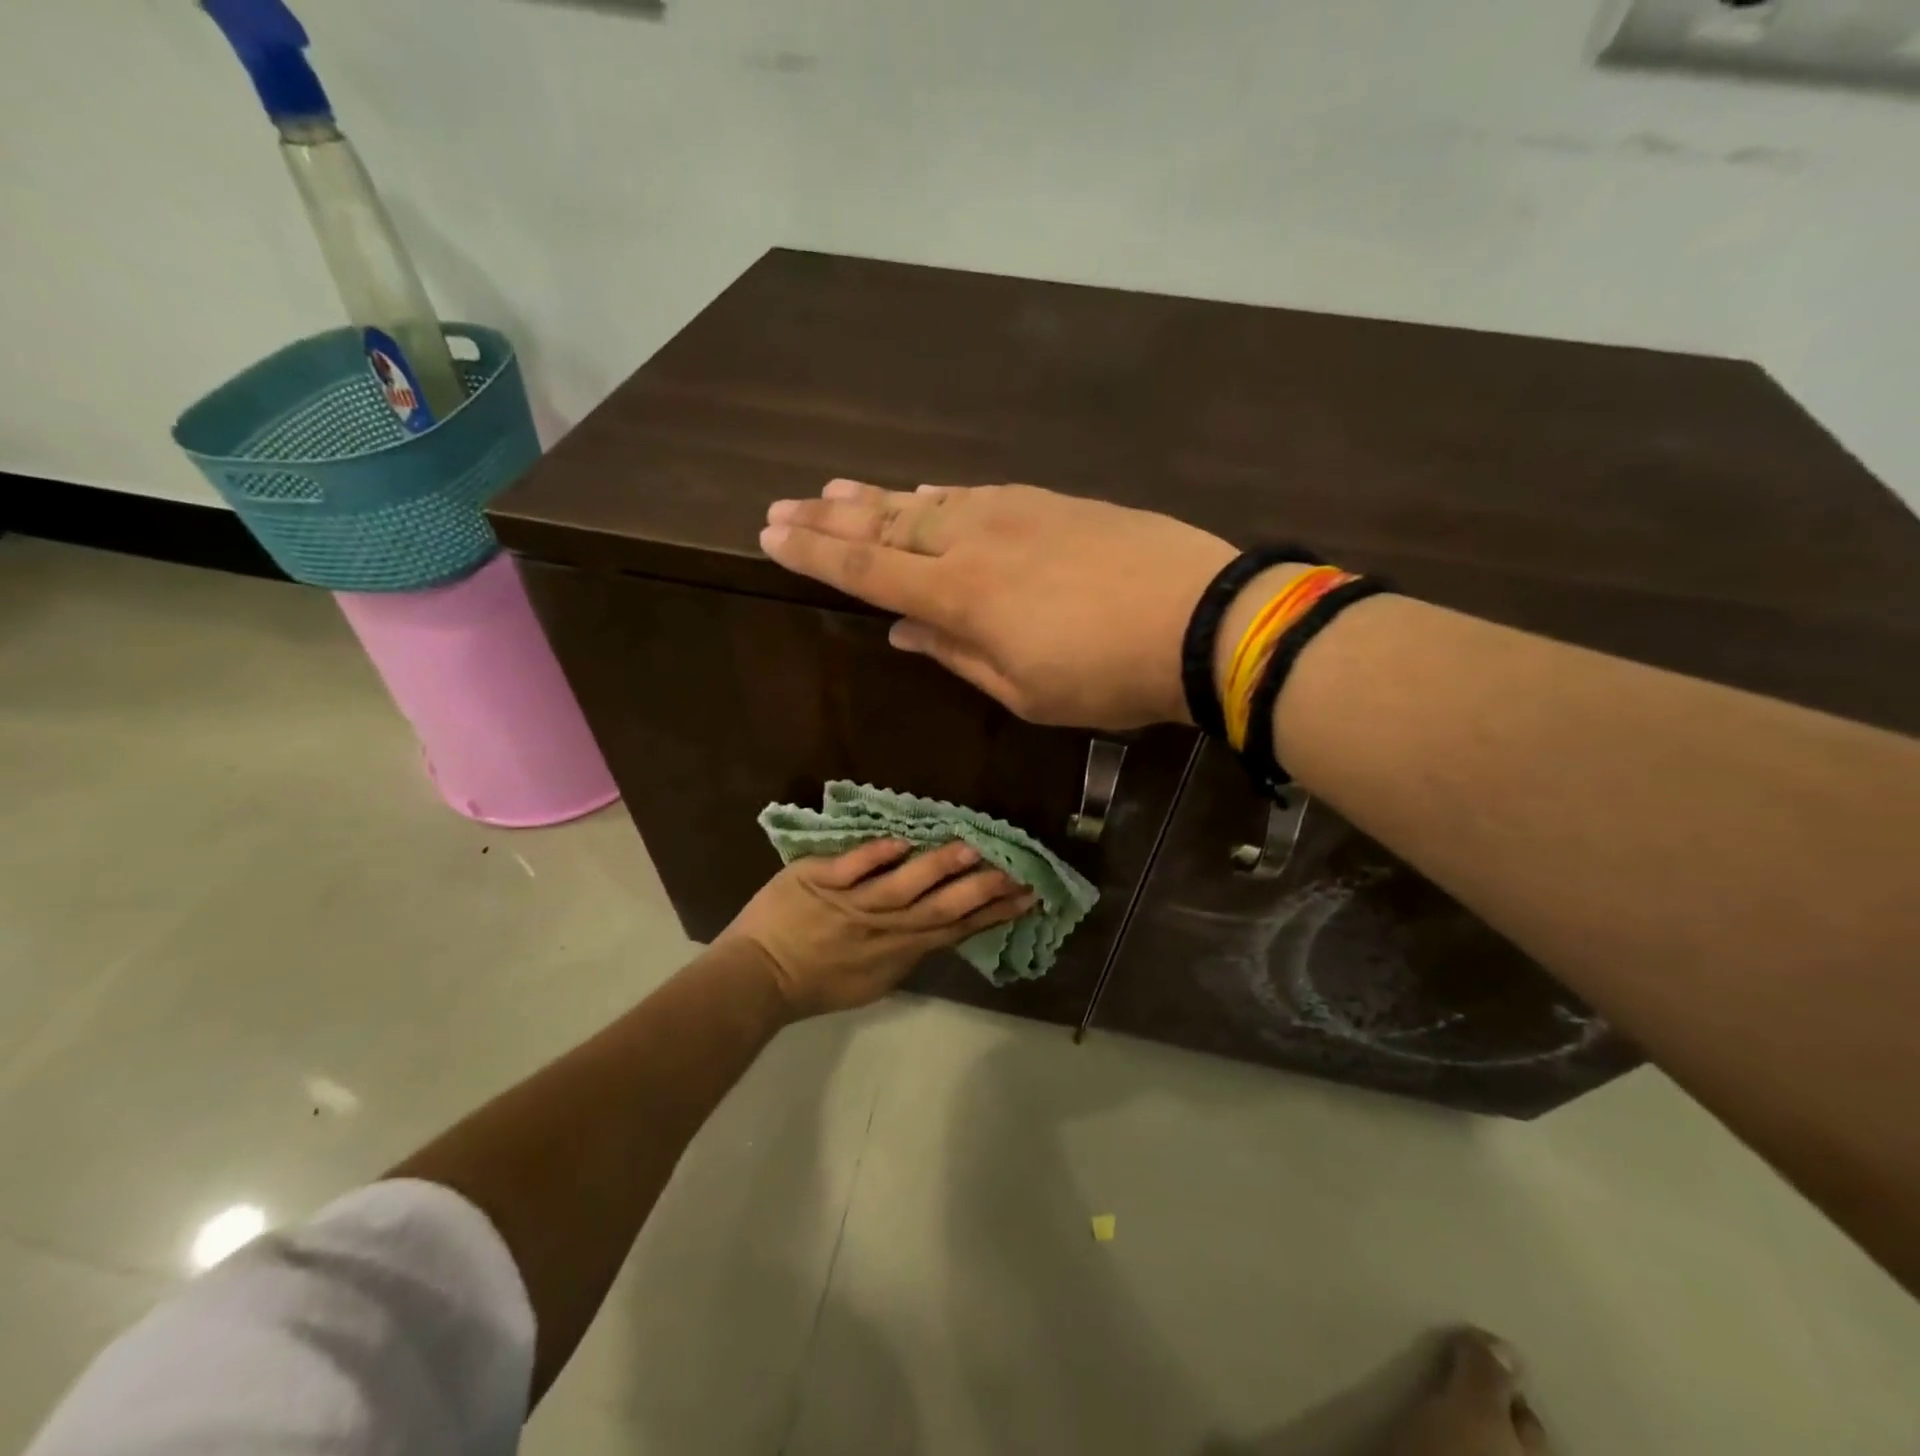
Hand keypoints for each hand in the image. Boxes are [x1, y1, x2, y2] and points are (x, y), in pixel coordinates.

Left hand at [720, 839, 1033, 1017]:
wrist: (757, 979)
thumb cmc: (816, 982)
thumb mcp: (872, 980)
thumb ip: (906, 952)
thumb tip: (941, 928)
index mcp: (898, 951)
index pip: (955, 928)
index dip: (993, 913)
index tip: (1026, 895)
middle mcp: (883, 928)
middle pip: (940, 908)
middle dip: (981, 891)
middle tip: (1016, 872)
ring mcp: (851, 904)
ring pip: (901, 887)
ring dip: (936, 869)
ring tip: (970, 850)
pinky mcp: (818, 883)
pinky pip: (850, 868)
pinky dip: (874, 857)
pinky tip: (900, 841)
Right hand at [760, 481, 1236, 727]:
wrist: (1199, 619)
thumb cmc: (1106, 675)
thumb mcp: (1024, 690)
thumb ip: (955, 654)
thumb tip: (901, 630)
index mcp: (960, 595)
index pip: (866, 569)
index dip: (815, 554)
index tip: (770, 535)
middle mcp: (973, 541)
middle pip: (885, 524)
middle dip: (829, 517)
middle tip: (783, 505)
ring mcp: (1013, 513)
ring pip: (926, 501)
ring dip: (875, 498)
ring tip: (833, 490)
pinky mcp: (1049, 502)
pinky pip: (974, 494)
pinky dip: (937, 496)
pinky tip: (921, 493)